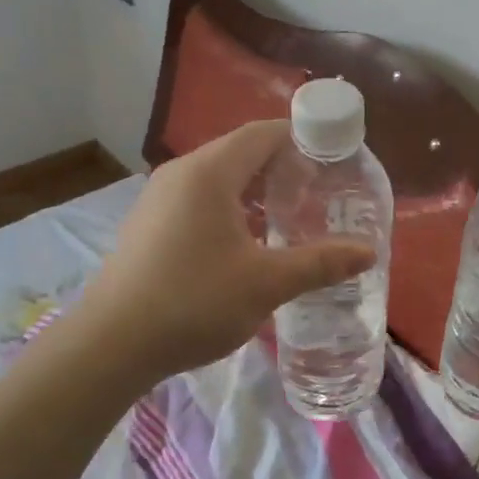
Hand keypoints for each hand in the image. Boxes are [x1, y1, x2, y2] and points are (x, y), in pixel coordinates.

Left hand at [74, 120, 375, 382]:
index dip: (302, 140)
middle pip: (241, 152)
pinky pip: (199, 199)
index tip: (335, 161)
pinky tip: (247, 242)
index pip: (264, 134)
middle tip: (320, 193)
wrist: (110, 344)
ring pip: (219, 177)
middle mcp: (181, 173)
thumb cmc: (193, 302)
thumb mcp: (266, 283)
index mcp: (209, 172)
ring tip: (290, 217)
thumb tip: (368, 252)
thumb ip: (320, 263)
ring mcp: (159, 198)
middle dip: (283, 167)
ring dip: (256, 189)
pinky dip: (231, 207)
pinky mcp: (149, 224)